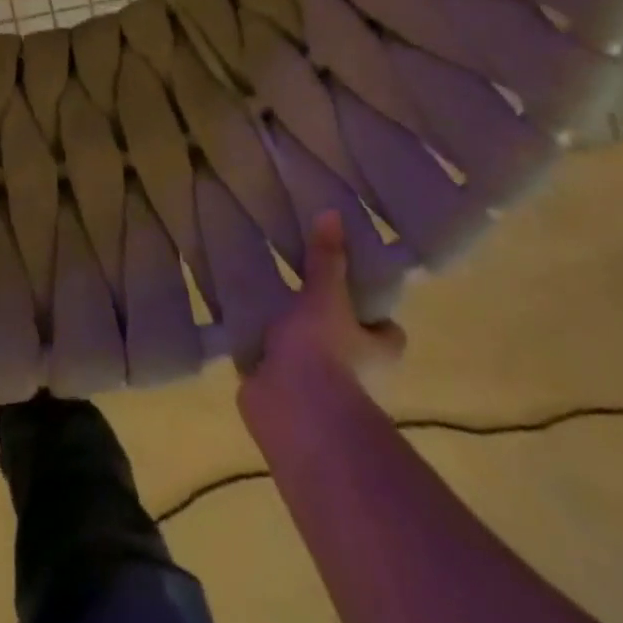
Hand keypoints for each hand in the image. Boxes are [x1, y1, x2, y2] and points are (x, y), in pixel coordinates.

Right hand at [239, 212, 406, 408]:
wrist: (294, 409)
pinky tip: (237, 325)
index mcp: (375, 349)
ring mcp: (316, 385)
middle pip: (347, 342)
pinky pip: (269, 363)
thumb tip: (333, 212)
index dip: (374, 314)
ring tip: (261, 300)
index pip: (385, 331)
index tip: (351, 290)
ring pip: (307, 355)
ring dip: (289, 337)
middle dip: (326, 324)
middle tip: (297, 286)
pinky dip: (258, 350)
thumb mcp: (325, 296)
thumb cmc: (324, 350)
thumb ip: (326, 259)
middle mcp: (354, 371)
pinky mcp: (280, 391)